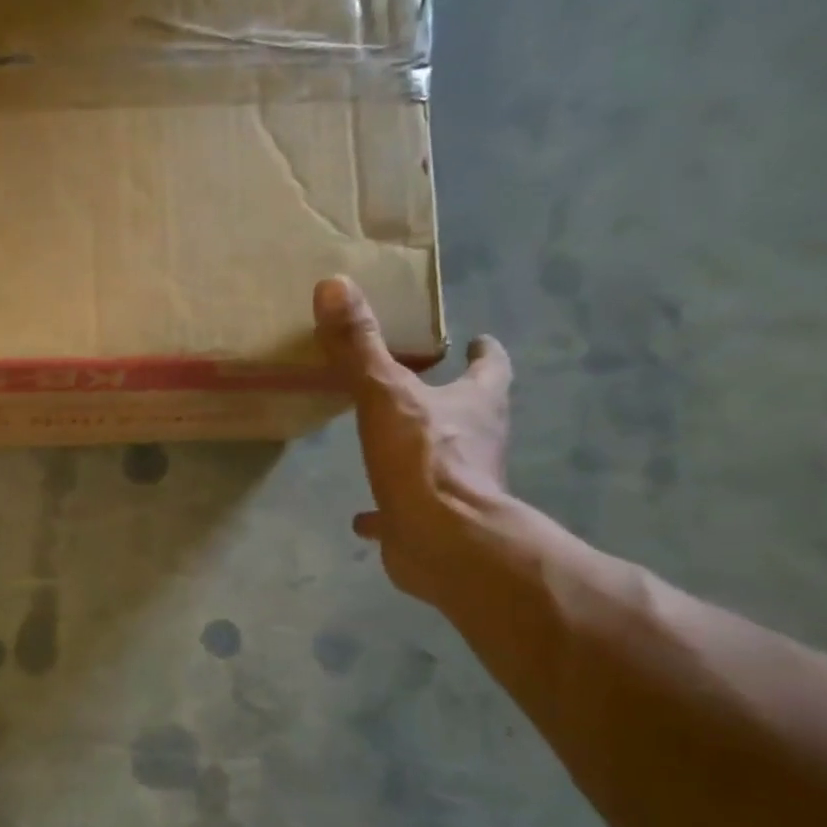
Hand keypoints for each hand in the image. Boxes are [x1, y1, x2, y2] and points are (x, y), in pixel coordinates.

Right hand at [313, 276, 512, 603]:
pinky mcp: (435, 524)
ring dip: (425, 451)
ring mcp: (460, 487)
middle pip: (474, 412)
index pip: (491, 369)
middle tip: (429, 384)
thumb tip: (334, 284)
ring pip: (445, 462)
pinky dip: (388, 511)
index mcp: (477, 405)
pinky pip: (408, 513)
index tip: (479, 341)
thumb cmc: (423, 459)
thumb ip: (359, 344)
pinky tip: (364, 517)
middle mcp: (478, 443)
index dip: (486, 354)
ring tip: (394, 442)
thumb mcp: (385, 393)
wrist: (444, 542)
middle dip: (457, 399)